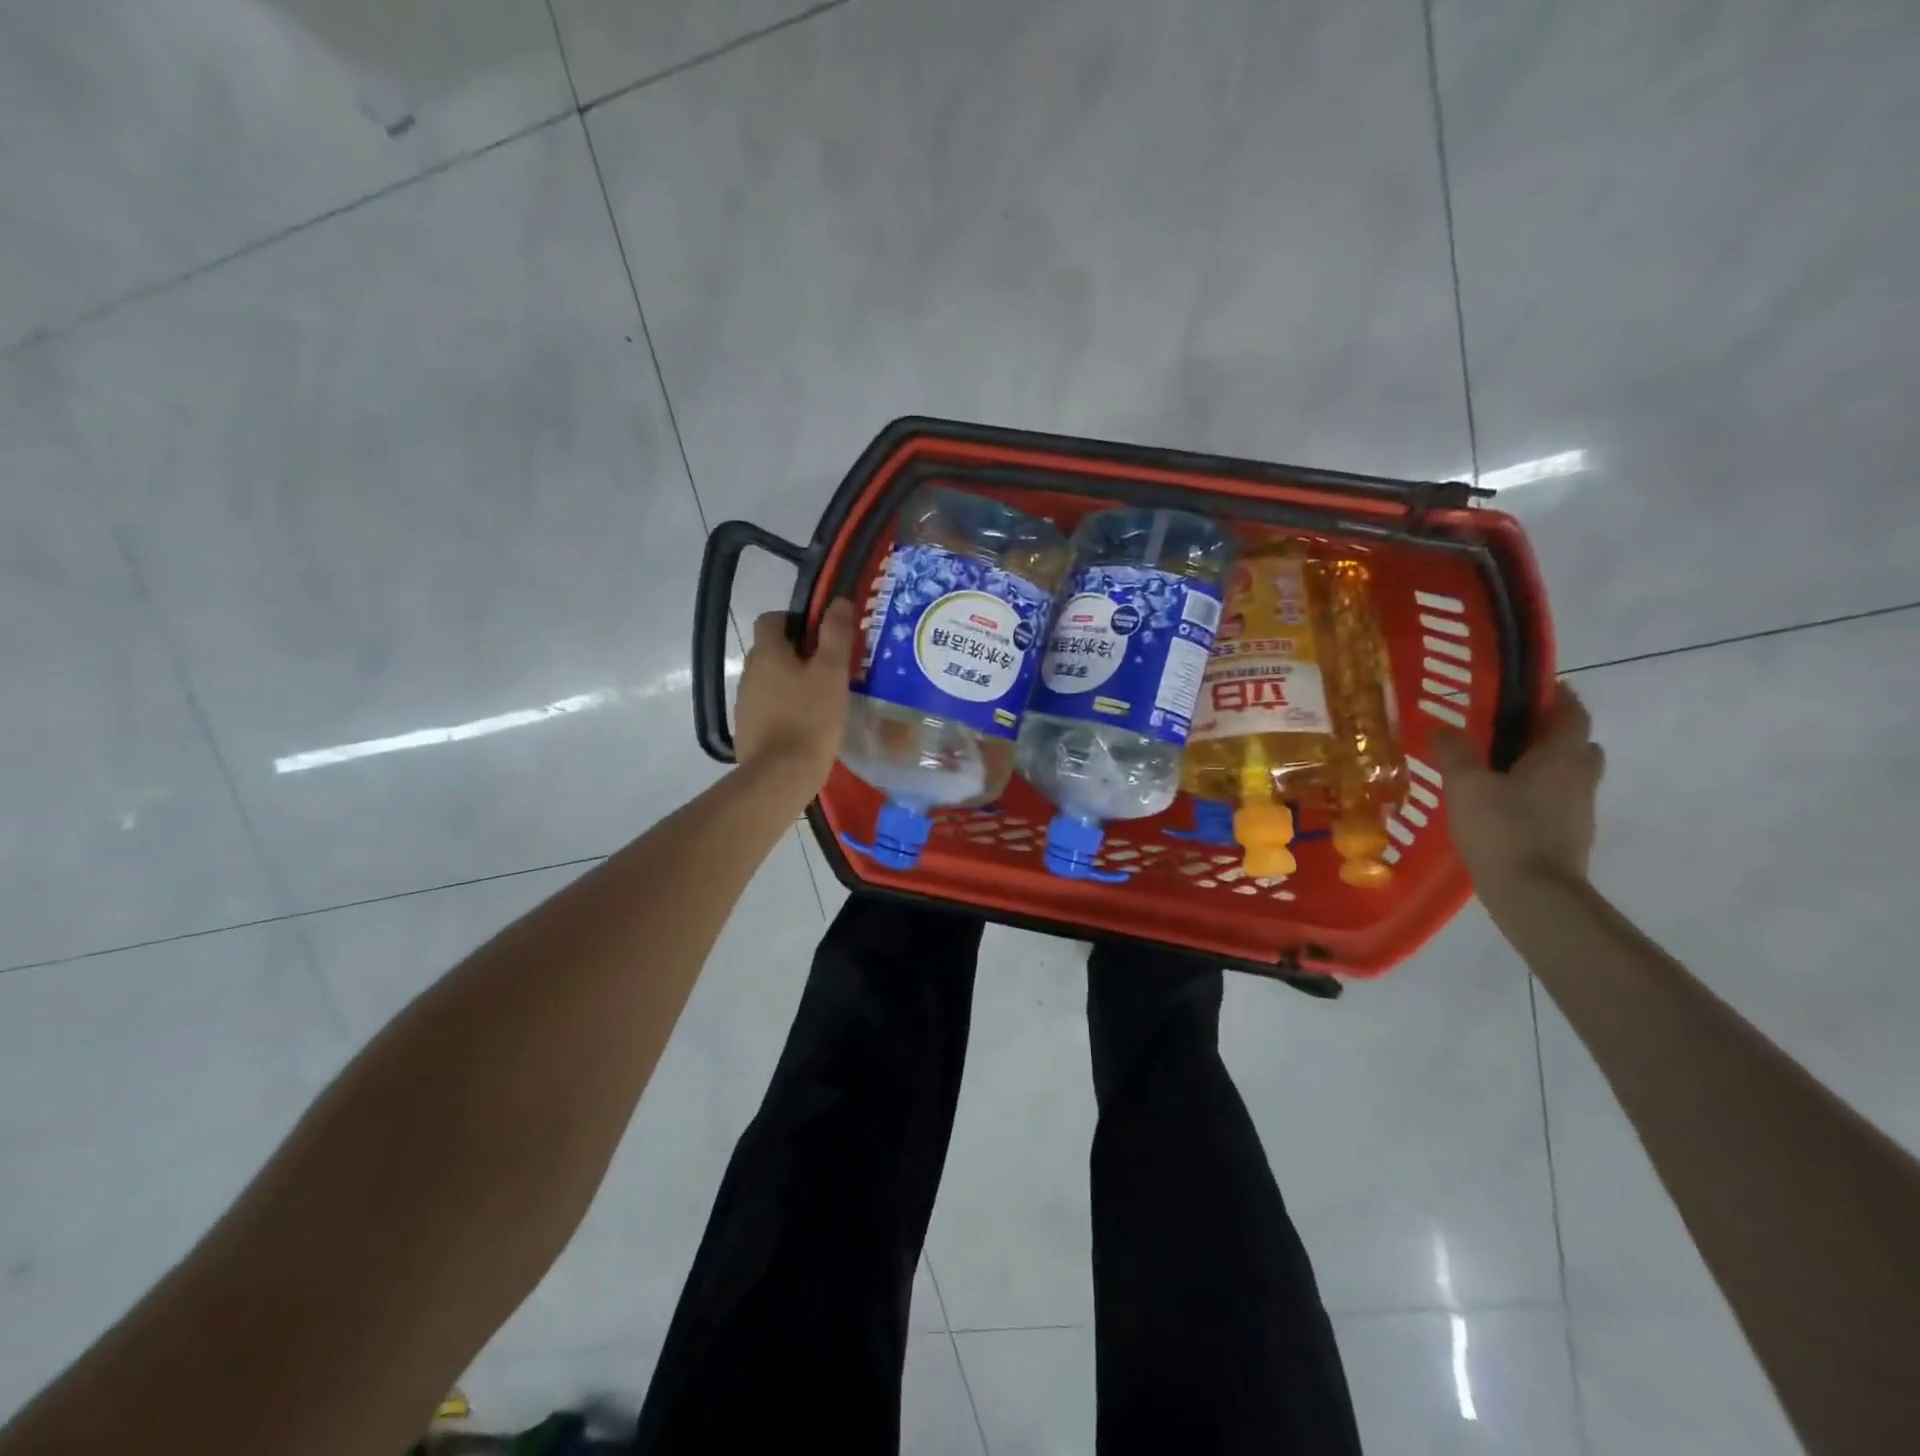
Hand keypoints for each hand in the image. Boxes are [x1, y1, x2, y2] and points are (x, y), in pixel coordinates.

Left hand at [734, 599, 856, 791]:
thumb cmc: (810, 718)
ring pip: (770, 680)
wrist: (780, 775)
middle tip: (830, 668)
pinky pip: (768, 707)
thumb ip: (836, 635)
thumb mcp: (832, 673)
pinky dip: (785, 708)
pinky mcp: (748, 729)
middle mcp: (749, 672)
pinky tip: (807, 725)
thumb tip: (837, 601)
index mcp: (767, 653)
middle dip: (798, 654)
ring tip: (822, 699)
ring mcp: (745, 703)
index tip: (822, 636)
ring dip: (791, 682)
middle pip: (772, 650)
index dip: (796, 620)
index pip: (772, 619)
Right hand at [1432, 680, 1605, 896]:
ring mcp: (1580, 809)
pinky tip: (1505, 805)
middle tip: (1511, 731)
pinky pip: (1558, 801)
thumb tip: (1443, 727)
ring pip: (1570, 774)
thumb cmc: (1503, 829)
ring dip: (1546, 766)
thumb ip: (1454, 753)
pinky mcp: (1571, 835)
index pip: (1571, 712)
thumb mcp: (1465, 786)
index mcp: (1561, 755)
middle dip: (1550, 733)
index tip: (1529, 688)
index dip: (1555, 696)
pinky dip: (1539, 794)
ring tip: (1502, 768)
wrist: (1534, 894)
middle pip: (1576, 744)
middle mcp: (1580, 776)